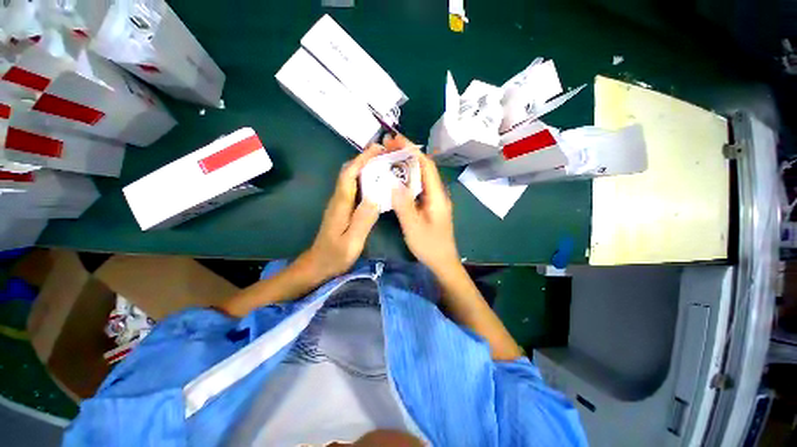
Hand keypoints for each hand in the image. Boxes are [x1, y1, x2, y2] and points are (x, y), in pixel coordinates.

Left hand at [299, 144, 382, 281]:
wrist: (317, 265)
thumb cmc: (335, 255)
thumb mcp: (352, 241)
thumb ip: (363, 219)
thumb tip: (377, 196)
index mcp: (340, 204)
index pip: (349, 174)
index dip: (362, 159)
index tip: (377, 149)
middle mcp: (338, 199)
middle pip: (349, 172)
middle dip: (365, 159)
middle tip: (385, 154)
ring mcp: (339, 203)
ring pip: (352, 179)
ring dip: (365, 168)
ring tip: (384, 164)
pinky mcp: (343, 209)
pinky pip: (354, 188)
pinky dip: (365, 180)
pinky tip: (377, 184)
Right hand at [388, 135, 460, 274]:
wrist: (442, 262)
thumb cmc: (429, 246)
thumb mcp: (413, 226)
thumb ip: (404, 204)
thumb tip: (393, 182)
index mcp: (437, 195)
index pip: (426, 165)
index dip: (412, 150)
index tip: (395, 139)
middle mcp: (438, 193)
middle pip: (424, 167)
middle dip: (407, 154)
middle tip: (387, 146)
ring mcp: (434, 199)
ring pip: (421, 176)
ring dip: (406, 165)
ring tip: (389, 157)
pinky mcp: (429, 205)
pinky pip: (418, 186)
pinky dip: (407, 178)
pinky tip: (396, 178)